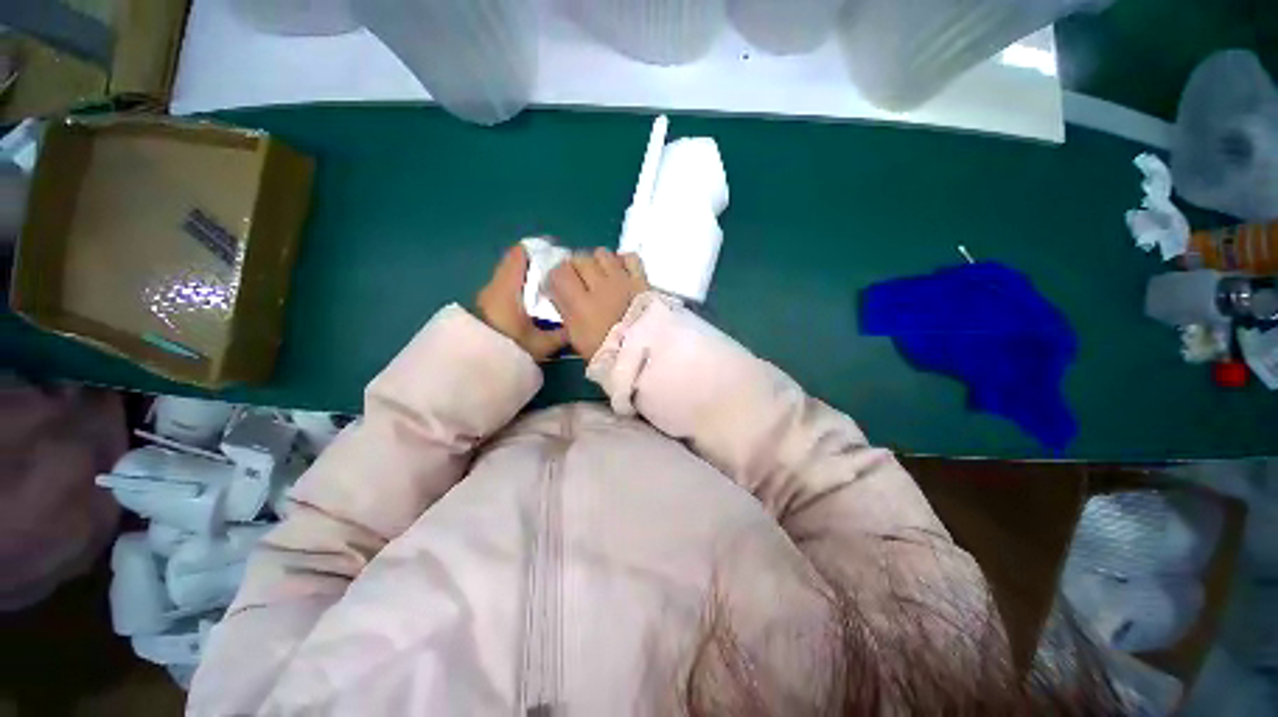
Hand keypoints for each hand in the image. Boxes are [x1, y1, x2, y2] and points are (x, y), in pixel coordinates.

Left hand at [477, 245, 568, 360]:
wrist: (474, 364)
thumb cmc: (509, 348)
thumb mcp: (541, 344)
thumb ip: (561, 334)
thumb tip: (577, 325)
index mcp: (508, 287)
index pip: (520, 254)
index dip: (539, 250)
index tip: (558, 255)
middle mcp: (495, 285)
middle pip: (517, 264)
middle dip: (539, 267)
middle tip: (560, 276)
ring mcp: (487, 295)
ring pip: (511, 277)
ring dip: (529, 280)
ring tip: (550, 290)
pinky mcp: (485, 306)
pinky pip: (506, 289)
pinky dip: (521, 291)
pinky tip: (535, 305)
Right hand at [547, 248, 648, 359]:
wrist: (645, 355)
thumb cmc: (608, 352)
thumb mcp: (578, 339)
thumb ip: (566, 311)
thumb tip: (558, 292)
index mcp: (580, 303)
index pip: (560, 272)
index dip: (558, 277)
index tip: (559, 285)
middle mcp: (600, 285)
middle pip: (580, 259)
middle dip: (576, 268)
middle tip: (581, 281)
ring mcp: (622, 280)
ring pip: (602, 254)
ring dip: (598, 262)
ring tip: (601, 275)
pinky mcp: (641, 279)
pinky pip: (630, 257)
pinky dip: (623, 260)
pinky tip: (621, 271)